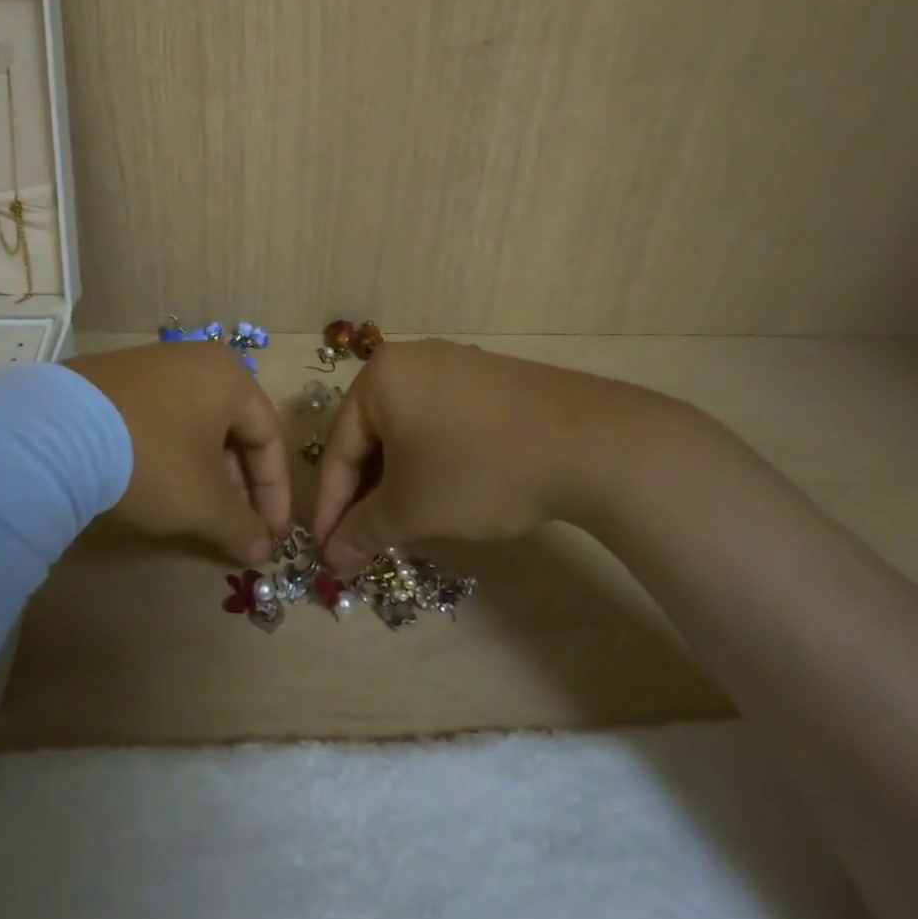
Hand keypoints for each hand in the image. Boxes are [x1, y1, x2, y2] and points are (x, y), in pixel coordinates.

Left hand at [67, 342, 291, 563]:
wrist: (56, 434)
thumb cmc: (152, 459)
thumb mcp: (203, 502)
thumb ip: (241, 527)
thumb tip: (262, 550)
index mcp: (230, 378)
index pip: (269, 436)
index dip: (274, 490)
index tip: (269, 534)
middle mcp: (195, 361)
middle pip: (232, 428)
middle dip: (238, 484)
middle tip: (235, 526)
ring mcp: (151, 365)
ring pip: (194, 424)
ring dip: (205, 471)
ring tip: (197, 511)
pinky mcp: (113, 378)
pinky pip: (159, 417)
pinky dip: (169, 453)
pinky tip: (156, 483)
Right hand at [311, 339, 695, 574]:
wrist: (589, 444)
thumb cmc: (478, 470)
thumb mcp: (413, 508)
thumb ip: (364, 532)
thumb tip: (334, 559)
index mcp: (379, 377)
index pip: (339, 448)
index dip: (330, 507)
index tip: (328, 553)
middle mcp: (411, 359)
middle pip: (372, 435)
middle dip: (366, 494)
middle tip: (364, 542)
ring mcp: (455, 364)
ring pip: (408, 429)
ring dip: (399, 480)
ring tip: (402, 523)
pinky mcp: (490, 379)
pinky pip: (441, 420)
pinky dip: (432, 459)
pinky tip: (445, 492)